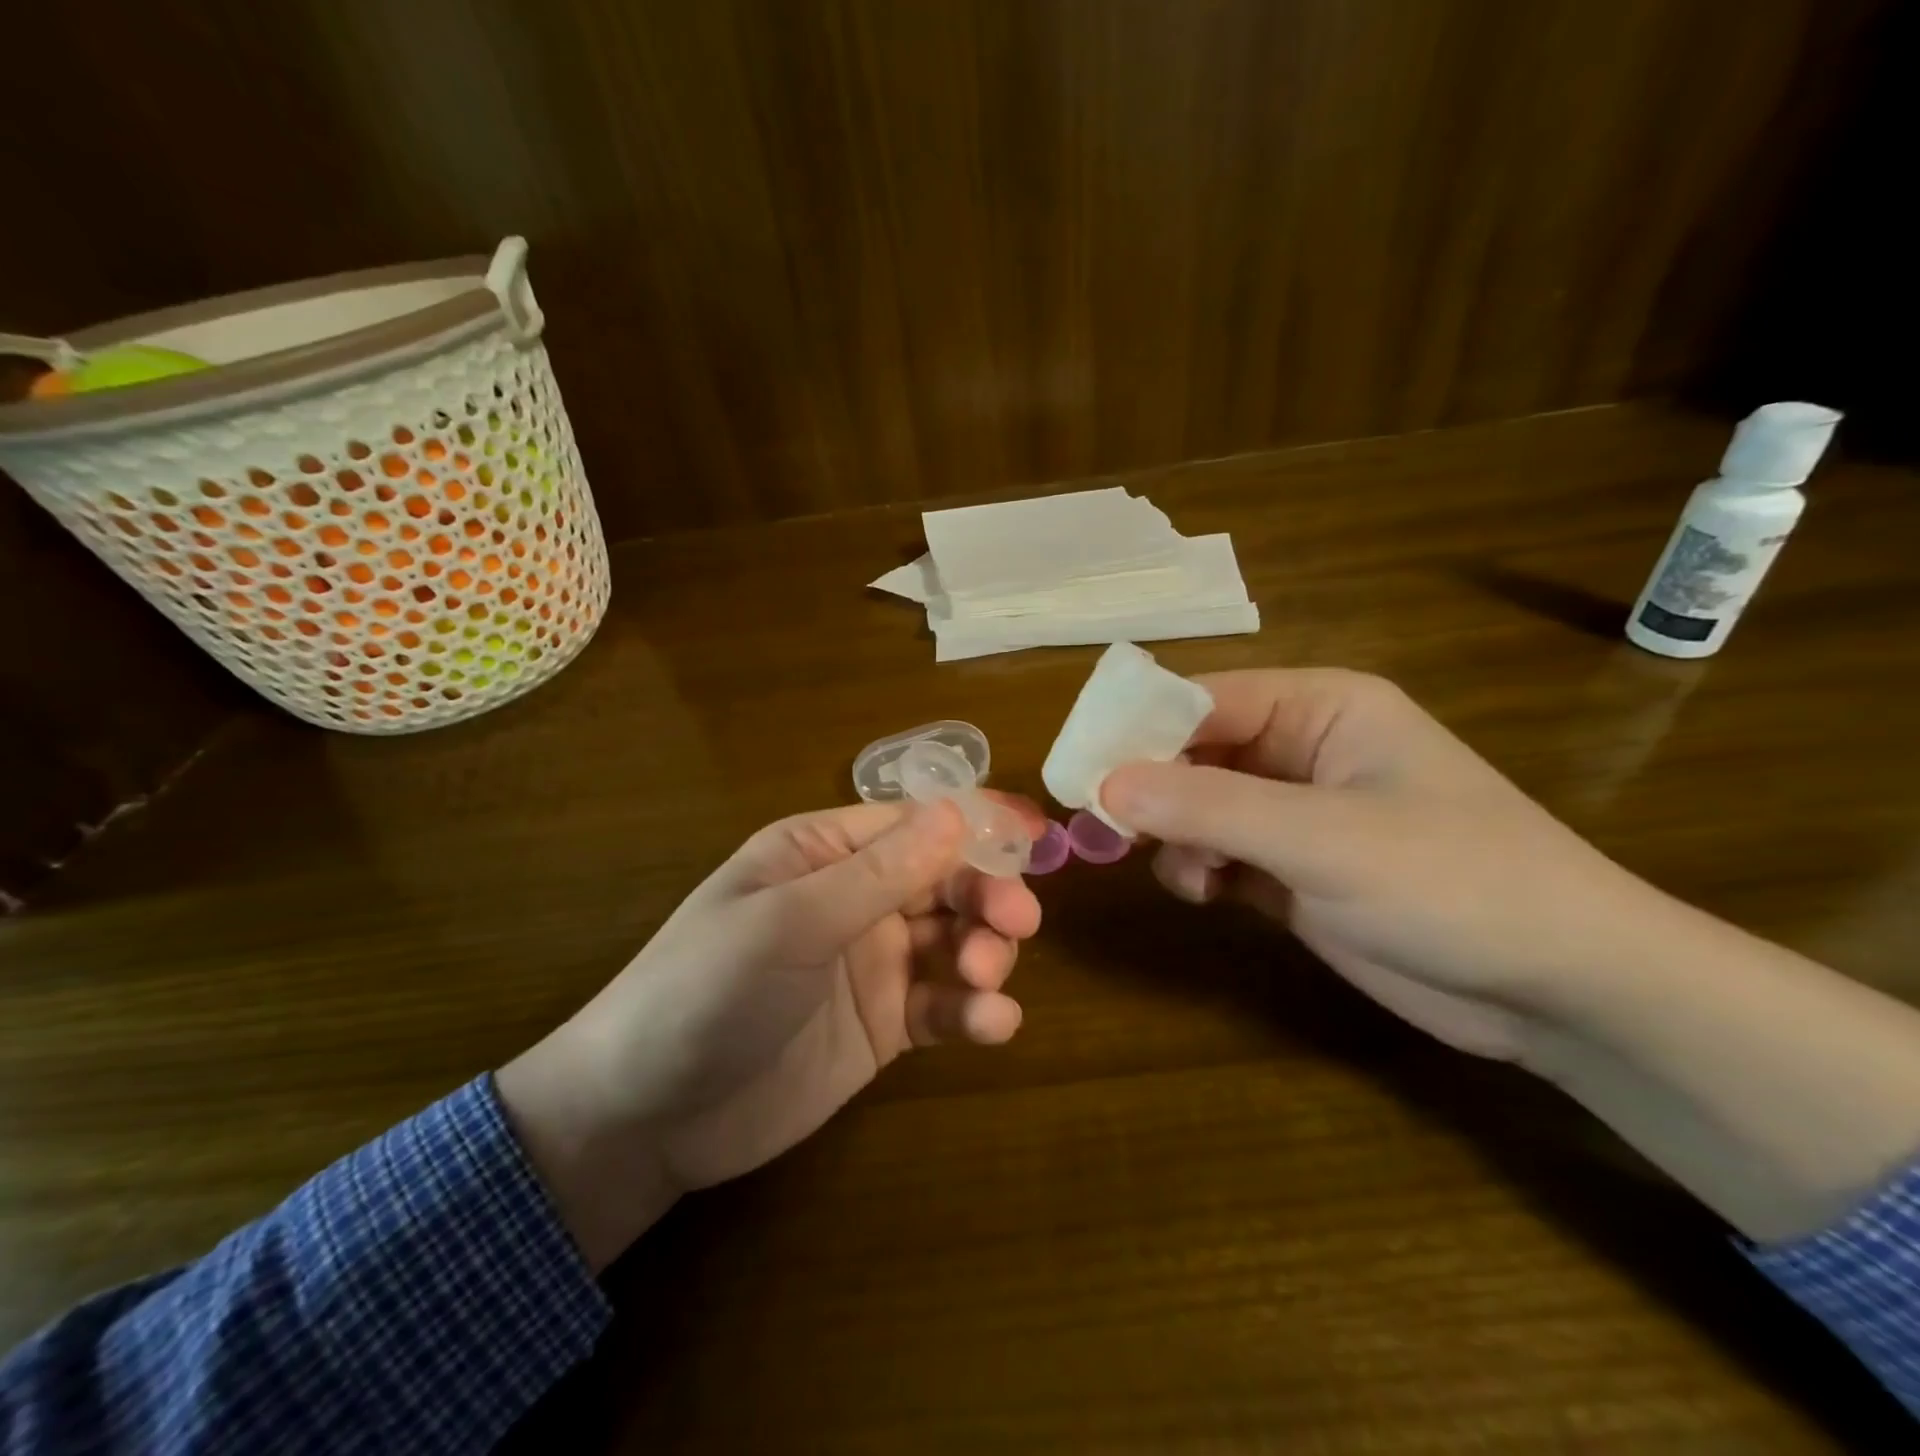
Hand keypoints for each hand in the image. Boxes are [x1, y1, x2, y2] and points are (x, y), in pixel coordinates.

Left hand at [498, 798, 1041, 1268]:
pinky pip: (944, 1005)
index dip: (977, 824)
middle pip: (946, 878)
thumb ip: (878, 873)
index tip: (1037, 836)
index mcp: (824, 853)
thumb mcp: (789, 923)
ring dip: (985, 952)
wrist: (645, 1118)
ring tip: (983, 980)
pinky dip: (974, 1011)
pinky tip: (992, 1026)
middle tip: (1016, 924)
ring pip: (955, 938)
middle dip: (987, 894)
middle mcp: (854, 898)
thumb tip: (959, 810)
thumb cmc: (705, 992)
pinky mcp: (884, 1024)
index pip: (914, 822)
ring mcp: (872, 962)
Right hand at [1100, 669, 1661, 1060]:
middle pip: (1192, 751)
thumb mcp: (1323, 838)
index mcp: (1319, 707)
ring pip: (1197, 804)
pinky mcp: (1293, 868)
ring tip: (1188, 875)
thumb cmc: (1454, 883)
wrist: (1562, 990)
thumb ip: (1209, 805)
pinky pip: (1217, 849)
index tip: (1079, 772)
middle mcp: (1301, 748)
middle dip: (1152, 790)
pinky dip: (1198, 867)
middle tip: (1107, 830)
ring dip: (1176, 835)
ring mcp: (1296, 811)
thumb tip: (1105, 783)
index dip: (1136, 729)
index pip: (1201, 699)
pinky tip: (1206, 893)